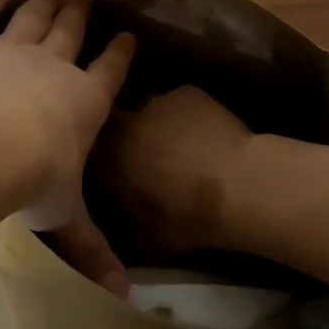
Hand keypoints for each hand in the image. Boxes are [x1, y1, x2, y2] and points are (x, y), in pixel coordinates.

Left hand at [0, 0, 134, 284]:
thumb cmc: (27, 180)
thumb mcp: (63, 216)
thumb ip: (92, 249)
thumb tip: (126, 295)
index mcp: (84, 101)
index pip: (111, 70)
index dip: (121, 52)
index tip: (128, 35)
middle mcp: (54, 64)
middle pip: (72, 29)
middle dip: (83, 9)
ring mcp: (11, 45)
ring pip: (36, 13)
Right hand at [96, 86, 253, 258]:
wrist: (239, 187)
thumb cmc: (188, 218)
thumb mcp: (145, 236)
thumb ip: (123, 219)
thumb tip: (115, 216)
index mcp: (106, 159)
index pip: (89, 151)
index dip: (100, 159)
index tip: (111, 169)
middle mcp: (122, 124)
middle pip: (115, 123)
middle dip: (124, 135)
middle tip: (144, 154)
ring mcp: (155, 102)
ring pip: (149, 110)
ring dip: (156, 124)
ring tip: (178, 145)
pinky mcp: (186, 92)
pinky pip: (179, 102)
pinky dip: (187, 116)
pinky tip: (205, 134)